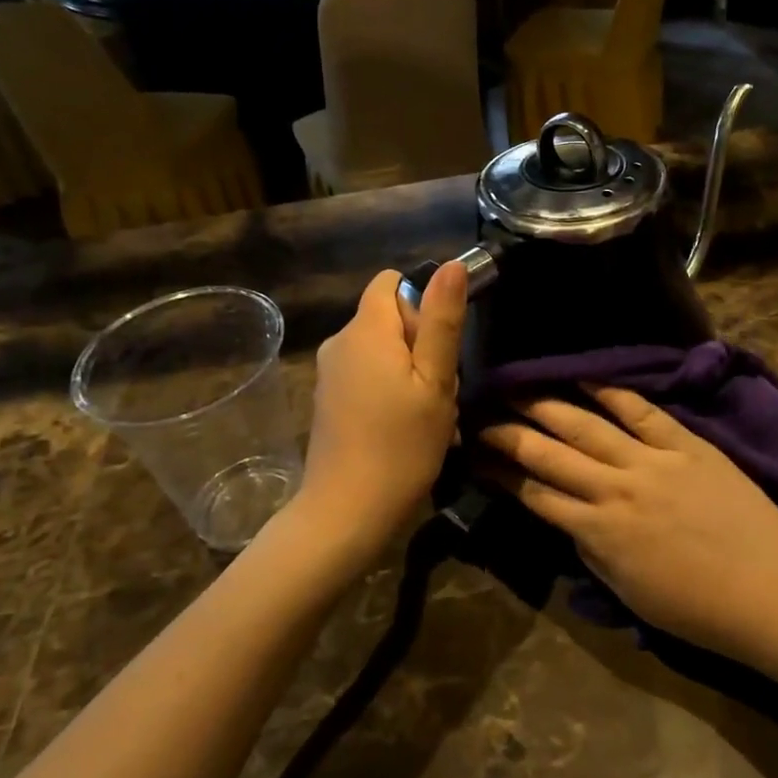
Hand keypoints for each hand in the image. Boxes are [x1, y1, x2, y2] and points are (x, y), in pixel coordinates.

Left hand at [300, 262, 466, 561]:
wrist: (347, 512)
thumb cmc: (401, 445)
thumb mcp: (435, 382)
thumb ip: (442, 321)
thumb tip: (450, 264)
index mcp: (365, 329)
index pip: (392, 282)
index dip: (421, 305)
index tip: (436, 349)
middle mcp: (339, 341)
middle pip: (387, 316)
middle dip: (419, 342)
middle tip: (436, 390)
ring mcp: (328, 372)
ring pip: (380, 349)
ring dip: (407, 370)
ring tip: (423, 414)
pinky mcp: (326, 399)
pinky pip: (365, 374)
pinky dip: (387, 389)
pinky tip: (400, 427)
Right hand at [478, 387, 777, 657]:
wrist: (771, 593)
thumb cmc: (698, 609)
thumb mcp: (628, 592)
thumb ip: (591, 551)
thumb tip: (568, 519)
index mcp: (598, 532)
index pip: (534, 494)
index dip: (500, 473)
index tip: (476, 456)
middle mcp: (614, 489)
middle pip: (548, 453)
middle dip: (509, 433)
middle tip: (481, 414)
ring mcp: (650, 462)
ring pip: (585, 425)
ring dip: (545, 405)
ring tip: (517, 388)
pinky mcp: (685, 445)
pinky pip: (641, 411)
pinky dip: (611, 391)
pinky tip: (583, 377)